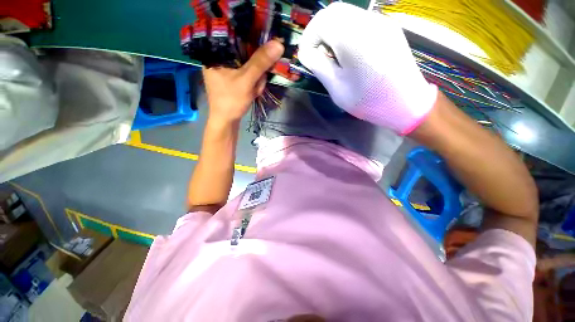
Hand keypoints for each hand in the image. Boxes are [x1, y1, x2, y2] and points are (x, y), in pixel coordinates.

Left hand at [202, 40, 283, 124]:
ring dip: (256, 79)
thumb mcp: (246, 80)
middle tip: (257, 83)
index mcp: (216, 52)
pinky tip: (252, 92)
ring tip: (253, 91)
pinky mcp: (232, 77)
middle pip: (245, 52)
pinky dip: (253, 82)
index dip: (254, 41)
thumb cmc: (231, 100)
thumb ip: (261, 62)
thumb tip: (278, 43)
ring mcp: (227, 68)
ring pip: (249, 64)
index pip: (237, 35)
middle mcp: (220, 57)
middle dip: (257, 70)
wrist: (226, 121)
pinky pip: (248, 74)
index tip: (266, 51)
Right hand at [298, 3, 437, 134]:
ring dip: (332, 31)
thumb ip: (319, 66)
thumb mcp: (337, 88)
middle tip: (316, 53)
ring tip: (331, 55)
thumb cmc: (368, 101)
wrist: (406, 103)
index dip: (309, 37)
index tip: (306, 56)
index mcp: (354, 38)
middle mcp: (368, 21)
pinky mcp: (387, 28)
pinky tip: (347, 52)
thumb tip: (306, 53)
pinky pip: (359, 21)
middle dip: (319, 31)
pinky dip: (346, 31)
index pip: (322, 21)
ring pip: (347, 14)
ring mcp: (381, 22)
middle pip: (334, 11)